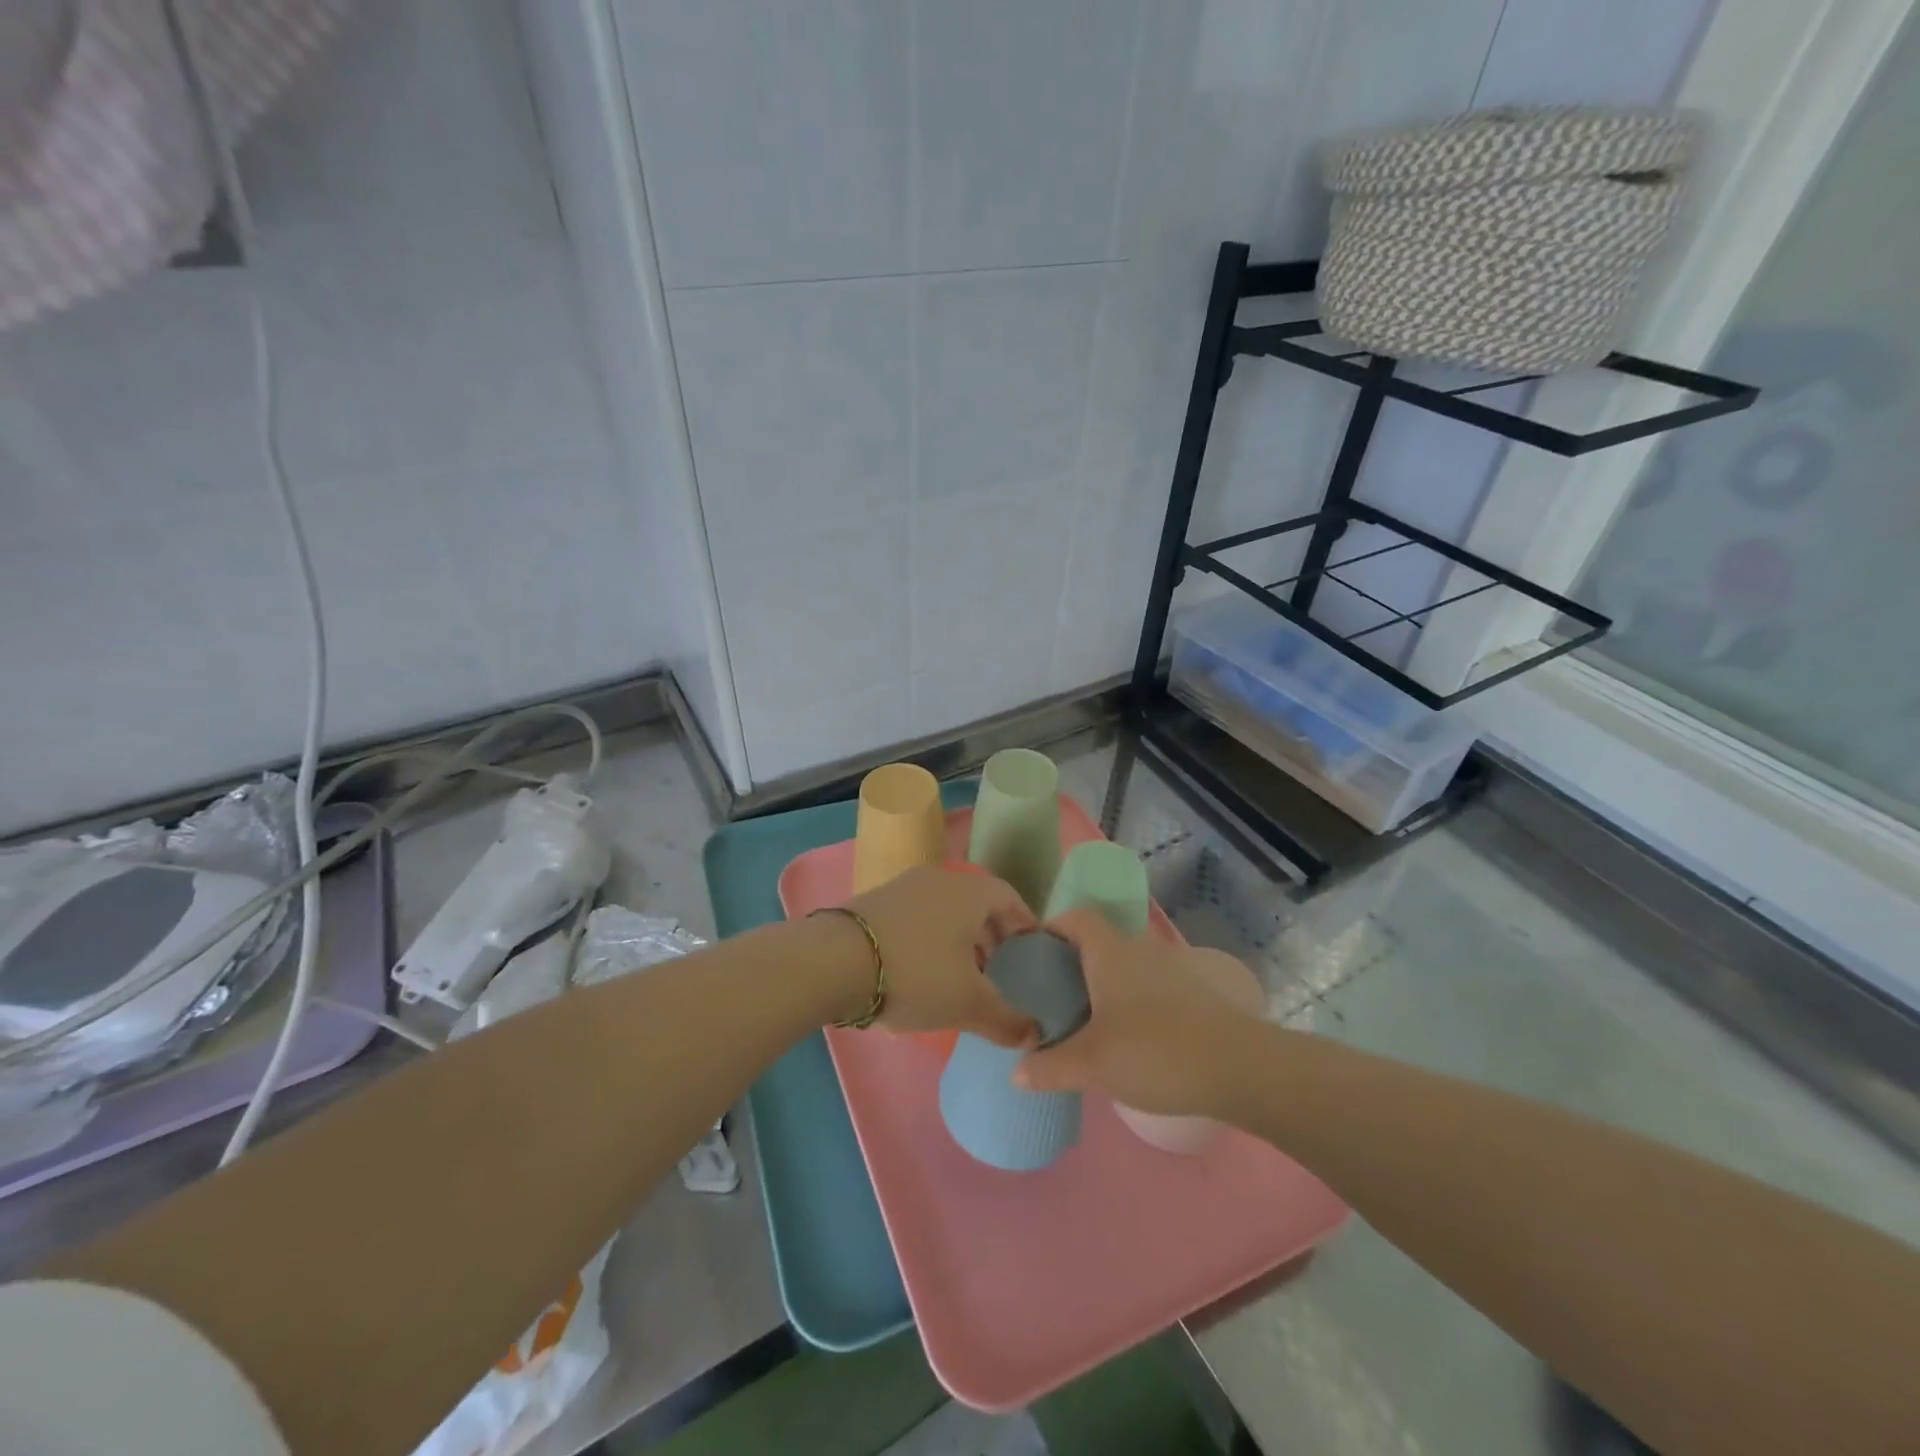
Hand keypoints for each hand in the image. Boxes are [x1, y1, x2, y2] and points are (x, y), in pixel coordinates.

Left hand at [844, 865, 1038, 1046]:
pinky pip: (916, 918)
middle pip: (976, 904)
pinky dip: (928, 941)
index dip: (1025, 925)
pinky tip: (920, 976)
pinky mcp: (874, 903)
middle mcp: (939, 880)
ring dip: (958, 941)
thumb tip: (1035, 1034)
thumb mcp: (968, 1004)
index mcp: (969, 892)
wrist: (834, 961)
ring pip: (944, 911)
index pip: (1010, 898)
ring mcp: (903, 888)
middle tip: (998, 971)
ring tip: (960, 979)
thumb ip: (1006, 1019)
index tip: (1031, 953)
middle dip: (991, 937)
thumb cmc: (915, 973)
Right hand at [1016, 911, 1260, 1115]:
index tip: (1032, 957)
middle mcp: (1139, 948)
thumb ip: (1050, 1067)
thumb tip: (1015, 1073)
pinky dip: (1130, 1000)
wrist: (1239, 1067)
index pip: (1075, 916)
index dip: (1051, 928)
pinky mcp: (1193, 993)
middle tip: (1052, 997)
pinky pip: (1148, 985)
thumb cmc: (1155, 1051)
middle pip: (1098, 940)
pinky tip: (1128, 1037)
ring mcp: (1171, 968)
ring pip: (1125, 965)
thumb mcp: (1093, 1064)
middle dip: (1073, 963)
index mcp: (1109, 950)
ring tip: (1086, 1021)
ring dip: (1103, 984)